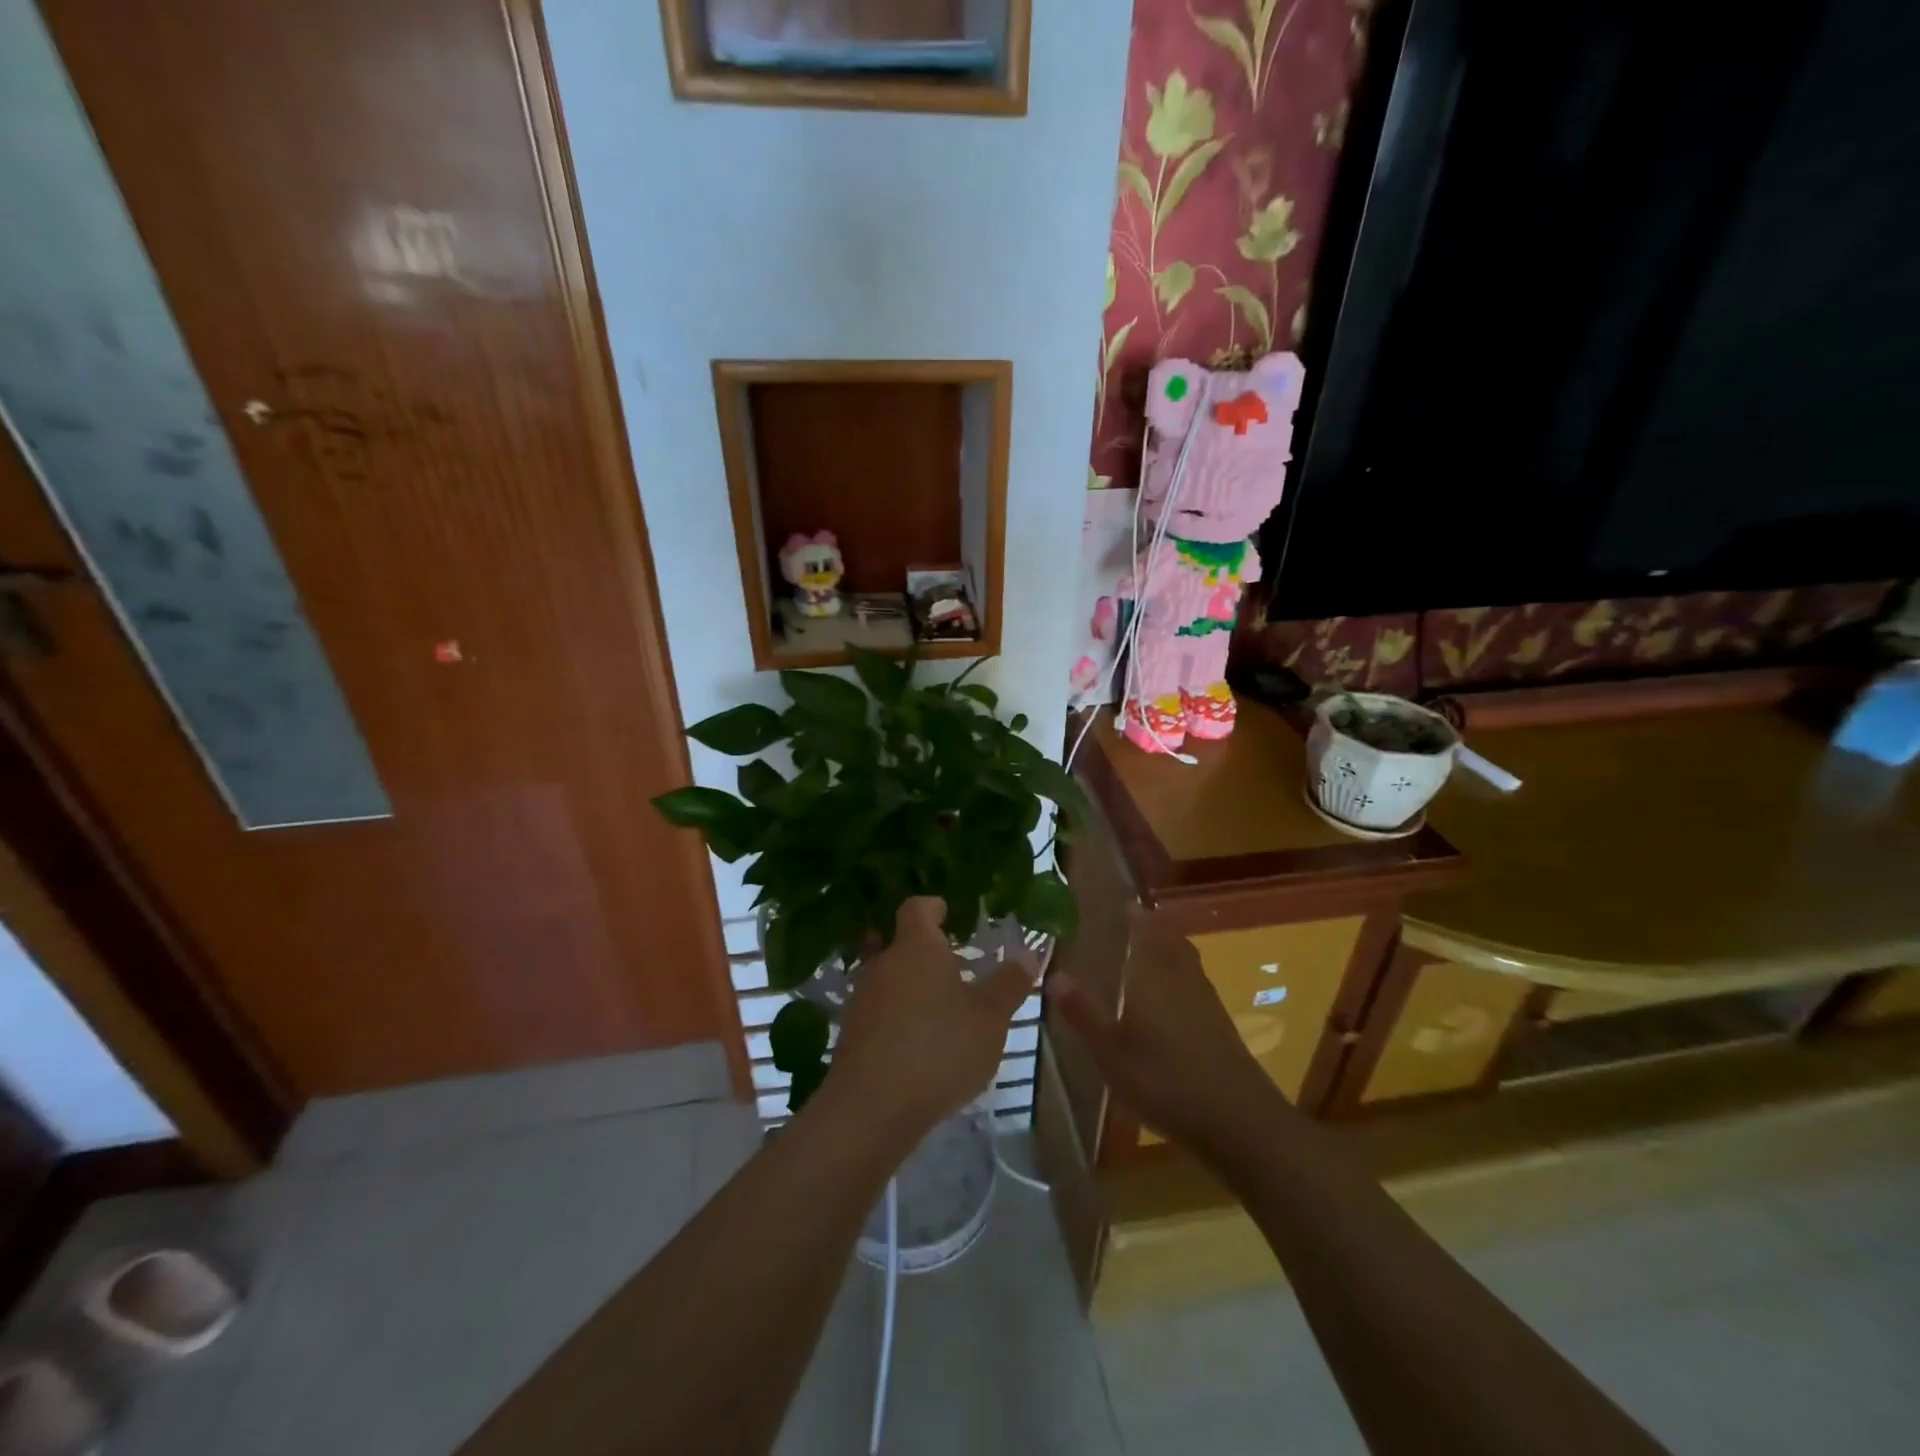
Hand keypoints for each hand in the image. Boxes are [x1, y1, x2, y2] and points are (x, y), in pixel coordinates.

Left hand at [829, 898, 1036, 1143]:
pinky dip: (899, 1016)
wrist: (872, 1108)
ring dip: (912, 985)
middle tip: (956, 964)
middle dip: (925, 951)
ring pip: (890, 978)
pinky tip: (920, 1042)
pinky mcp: (853, 1034)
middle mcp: (884, 963)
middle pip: (900, 943)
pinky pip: (880, 1011)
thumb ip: (1010, 982)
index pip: (918, 907)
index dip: (934, 906)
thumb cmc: (939, 1048)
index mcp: (916, 946)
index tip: (949, 912)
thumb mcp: (990, 1017)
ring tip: (942, 1006)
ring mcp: (863, 998)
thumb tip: (1028, 952)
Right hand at [1047, 923, 1277, 1151]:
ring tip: (1150, 949)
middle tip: (1133, 920)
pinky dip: (1181, 976)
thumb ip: (1083, 1013)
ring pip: (1187, 961)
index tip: (1122, 901)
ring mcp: (1207, 1002)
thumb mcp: (1111, 1052)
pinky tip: (1172, 998)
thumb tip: (1054, 974)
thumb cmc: (1165, 1081)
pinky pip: (1196, 984)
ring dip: (1170, 948)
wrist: (1239, 1121)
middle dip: (1154, 927)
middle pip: (1171, 941)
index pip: (1146, 931)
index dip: (1135, 915)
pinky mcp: (1220, 1026)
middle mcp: (1182, 978)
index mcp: (1154, 975)